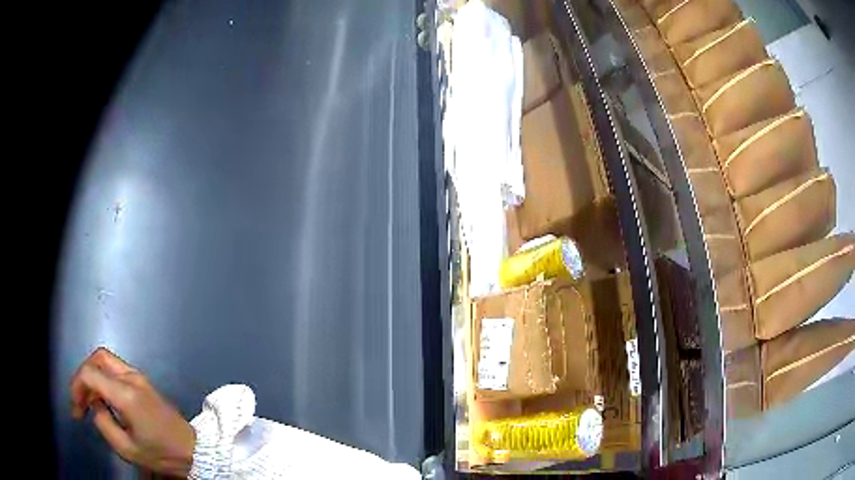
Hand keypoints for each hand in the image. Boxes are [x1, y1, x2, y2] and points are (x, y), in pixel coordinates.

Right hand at [70, 348, 195, 477]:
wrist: (194, 451)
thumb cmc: (162, 454)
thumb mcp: (127, 449)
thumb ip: (103, 424)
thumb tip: (94, 405)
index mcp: (126, 393)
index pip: (90, 373)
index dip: (76, 387)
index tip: (76, 410)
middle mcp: (131, 377)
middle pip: (97, 358)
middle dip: (83, 376)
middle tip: (81, 401)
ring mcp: (139, 377)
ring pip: (106, 361)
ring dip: (93, 376)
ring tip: (89, 402)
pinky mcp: (143, 382)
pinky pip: (116, 370)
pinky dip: (104, 379)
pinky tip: (103, 399)